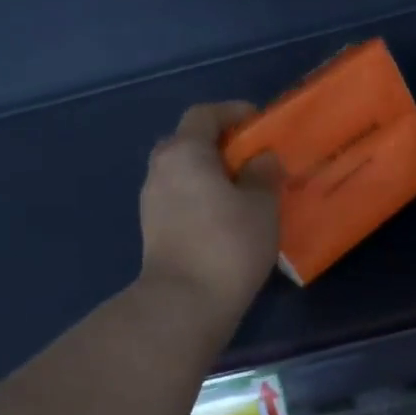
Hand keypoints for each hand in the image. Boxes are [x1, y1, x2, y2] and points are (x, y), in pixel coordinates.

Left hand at [140, 101, 280, 330]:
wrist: (186, 301)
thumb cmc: (228, 244)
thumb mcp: (262, 205)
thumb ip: (263, 174)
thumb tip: (261, 159)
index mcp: (185, 152)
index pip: (205, 115)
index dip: (232, 112)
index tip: (258, 122)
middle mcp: (161, 169)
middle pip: (188, 143)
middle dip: (218, 145)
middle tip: (250, 159)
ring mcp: (152, 202)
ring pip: (183, 174)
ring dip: (209, 175)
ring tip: (242, 191)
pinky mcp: (153, 230)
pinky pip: (180, 199)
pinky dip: (201, 198)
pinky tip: (225, 218)